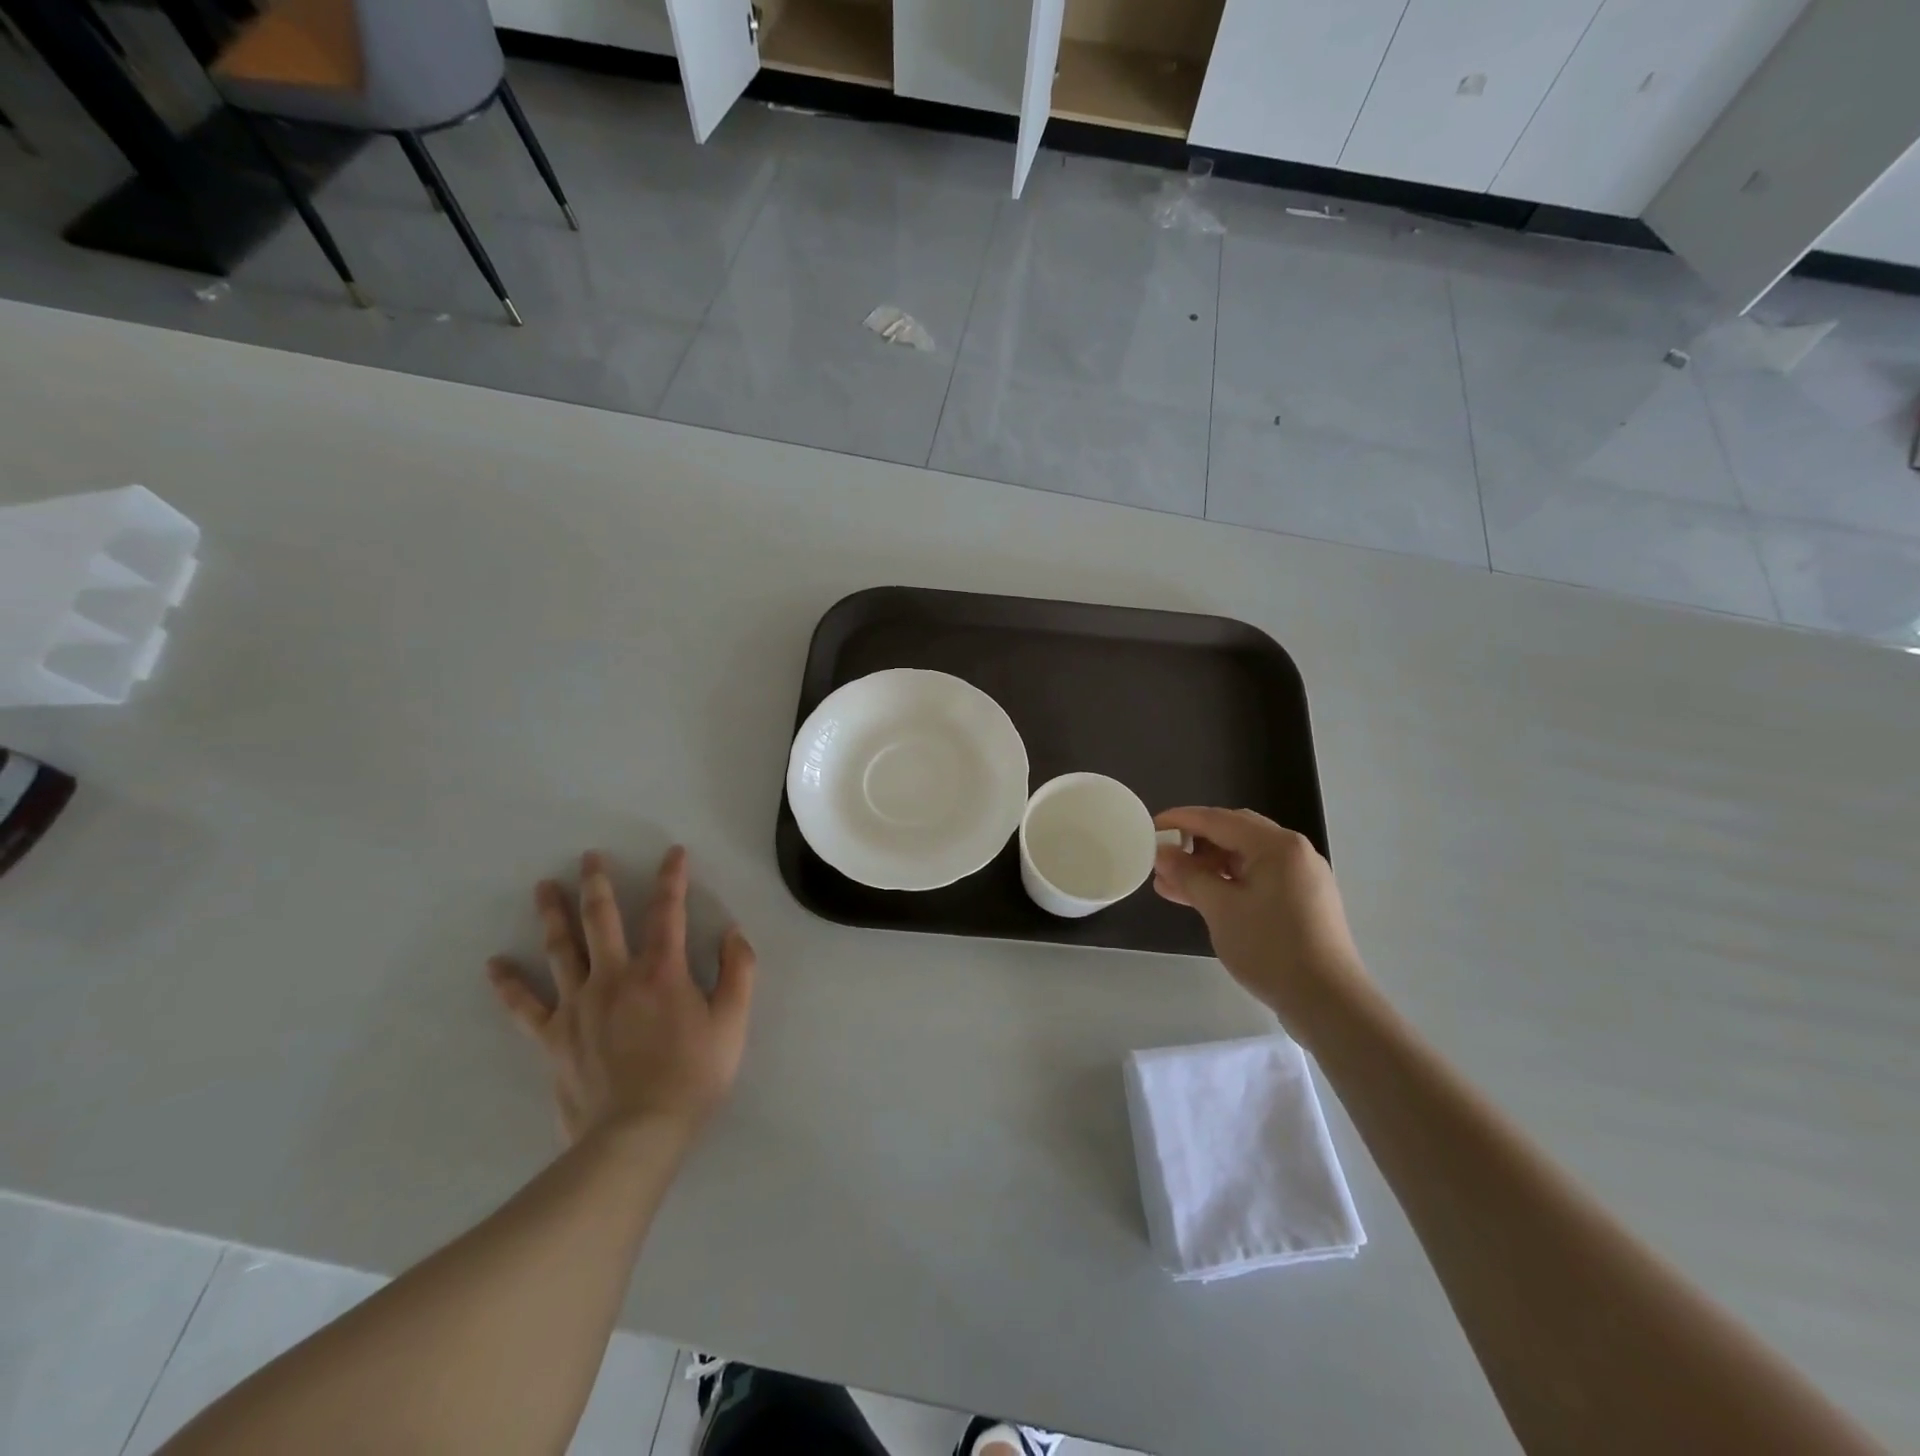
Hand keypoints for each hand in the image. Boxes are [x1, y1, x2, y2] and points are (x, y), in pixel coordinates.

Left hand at [487, 846, 755, 1143]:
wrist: (637, 1135)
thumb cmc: (693, 1077)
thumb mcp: (732, 1023)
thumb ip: (738, 971)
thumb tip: (732, 932)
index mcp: (662, 971)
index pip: (668, 911)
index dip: (672, 878)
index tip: (673, 853)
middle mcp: (616, 976)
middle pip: (602, 919)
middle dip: (598, 883)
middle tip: (589, 856)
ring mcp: (578, 1005)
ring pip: (562, 949)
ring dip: (553, 914)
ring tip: (543, 887)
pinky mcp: (554, 1037)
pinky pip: (525, 1006)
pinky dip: (509, 984)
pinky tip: (495, 964)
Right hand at [1152, 807, 1369, 1029]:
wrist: (1328, 1003)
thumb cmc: (1270, 949)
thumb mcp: (1220, 909)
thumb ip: (1188, 875)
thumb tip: (1161, 852)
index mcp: (1277, 845)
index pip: (1218, 819)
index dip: (1180, 820)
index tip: (1149, 827)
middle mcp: (1293, 852)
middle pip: (1234, 833)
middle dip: (1194, 843)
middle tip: (1162, 856)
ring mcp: (1301, 878)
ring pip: (1244, 858)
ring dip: (1208, 867)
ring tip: (1171, 883)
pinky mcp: (1302, 902)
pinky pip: (1257, 879)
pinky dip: (1227, 883)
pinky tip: (1201, 898)